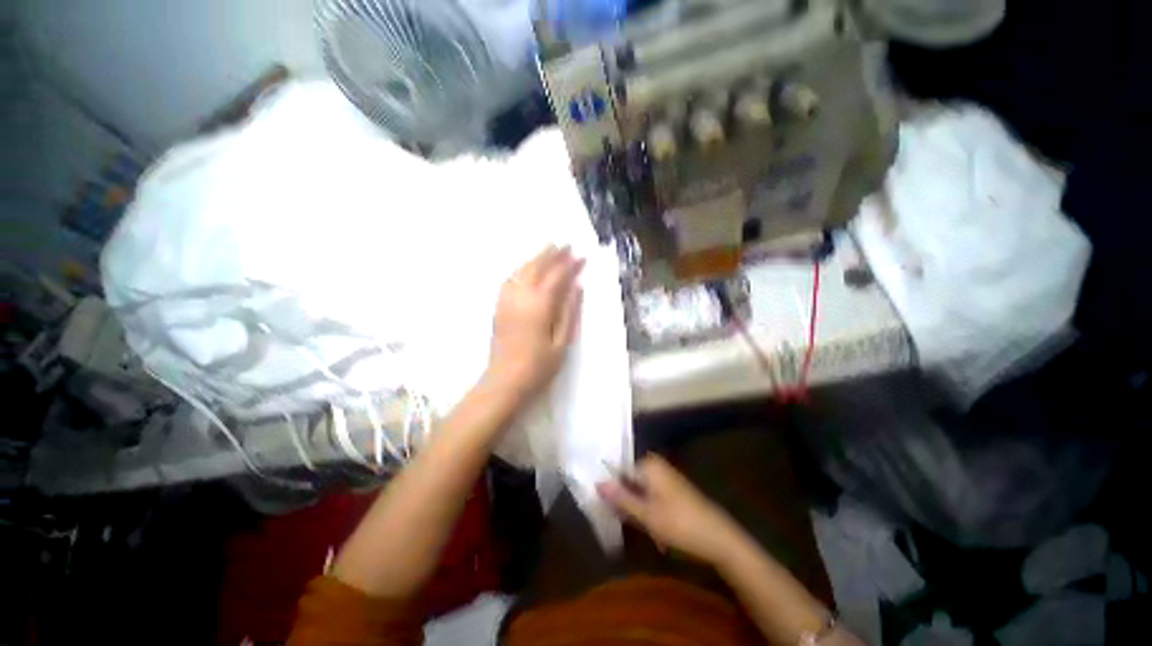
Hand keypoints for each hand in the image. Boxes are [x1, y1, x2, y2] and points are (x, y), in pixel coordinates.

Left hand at [484, 245, 584, 404]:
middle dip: (552, 254)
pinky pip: (510, 280)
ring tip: (548, 250)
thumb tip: (578, 286)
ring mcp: (507, 300)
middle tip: (565, 245)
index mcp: (540, 306)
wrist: (505, 381)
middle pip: (537, 267)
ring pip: (521, 270)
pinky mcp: (499, 307)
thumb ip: (570, 311)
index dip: (570, 264)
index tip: (582, 256)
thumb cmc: (539, 366)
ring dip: (536, 258)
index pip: (557, 276)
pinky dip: (521, 269)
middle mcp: (521, 297)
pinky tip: (527, 269)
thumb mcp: (562, 342)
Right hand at [597, 455, 745, 565]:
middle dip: (623, 500)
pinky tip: (652, 529)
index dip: (609, 487)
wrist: (720, 539)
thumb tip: (596, 482)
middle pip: (628, 479)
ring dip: (635, 508)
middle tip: (621, 521)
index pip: (617, 469)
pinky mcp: (671, 489)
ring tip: (639, 528)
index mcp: (648, 464)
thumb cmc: (680, 524)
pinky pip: (649, 495)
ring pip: (638, 490)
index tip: (601, 505)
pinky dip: (646, 510)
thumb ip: (620, 498)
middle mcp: (655, 465)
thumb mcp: (646, 515)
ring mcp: (665, 476)